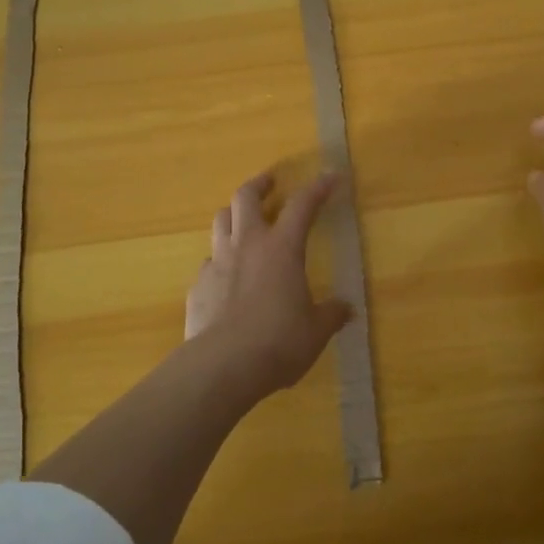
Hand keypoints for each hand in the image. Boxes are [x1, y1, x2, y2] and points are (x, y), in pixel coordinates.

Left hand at [185, 170, 352, 398]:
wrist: (222, 366)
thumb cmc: (278, 341)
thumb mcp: (315, 331)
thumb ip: (331, 315)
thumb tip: (346, 309)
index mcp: (281, 248)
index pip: (303, 205)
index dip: (318, 187)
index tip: (331, 176)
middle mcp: (247, 245)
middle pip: (245, 197)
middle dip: (259, 184)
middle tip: (269, 181)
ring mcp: (217, 262)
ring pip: (221, 221)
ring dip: (233, 214)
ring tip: (242, 219)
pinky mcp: (198, 286)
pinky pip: (208, 262)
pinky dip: (220, 261)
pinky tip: (226, 277)